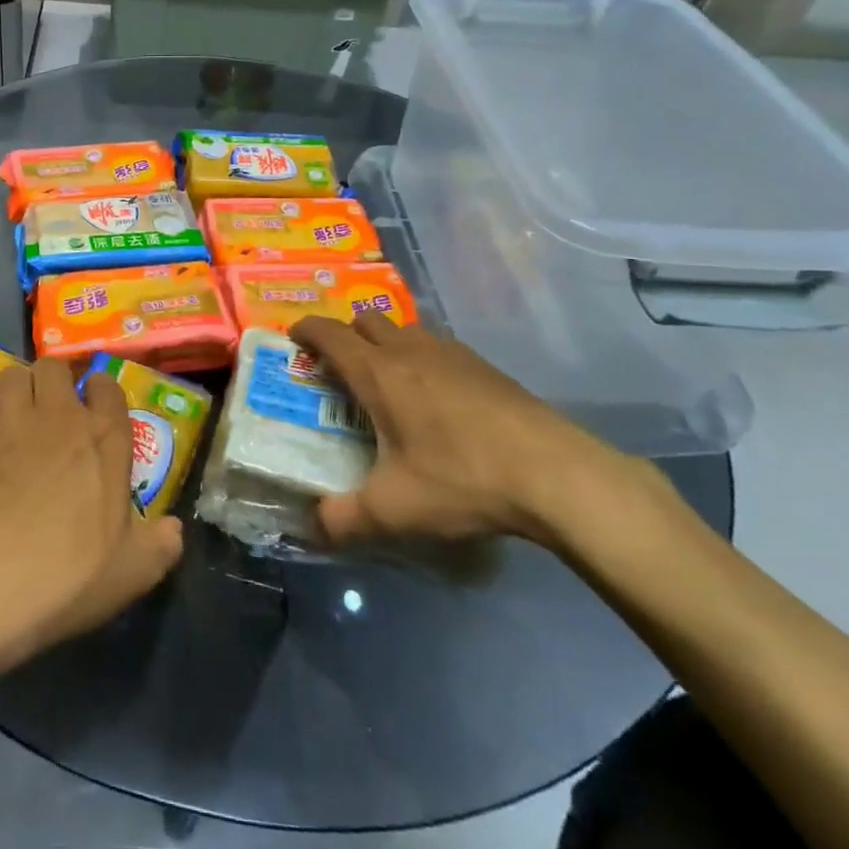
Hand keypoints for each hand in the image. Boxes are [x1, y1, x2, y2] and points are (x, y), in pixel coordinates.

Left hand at [0, 358, 184, 666]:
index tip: (94, 407)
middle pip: (53, 367)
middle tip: (49, 410)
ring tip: (12, 420)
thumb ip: (159, 546)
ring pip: (11, 376)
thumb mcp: (132, 572)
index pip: (107, 386)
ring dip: (15, 392)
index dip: (99, 390)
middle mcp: (58, 416)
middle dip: (51, 381)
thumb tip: (174, 531)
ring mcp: (9, 422)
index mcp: (104, 438)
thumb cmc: (69, 573)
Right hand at [290, 314, 626, 547]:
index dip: (306, 330)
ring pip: (406, 330)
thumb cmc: (462, 479)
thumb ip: (343, 519)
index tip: (293, 338)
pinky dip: (423, 358)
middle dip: (347, 335)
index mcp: (379, 372)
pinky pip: (438, 347)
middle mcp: (411, 350)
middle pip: (367, 321)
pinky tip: (437, 400)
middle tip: (340, 370)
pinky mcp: (485, 366)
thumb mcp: (393, 510)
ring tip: (388, 383)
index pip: (330, 333)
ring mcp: (452, 353)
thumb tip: (312, 527)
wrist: (555, 473)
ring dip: (387, 344)